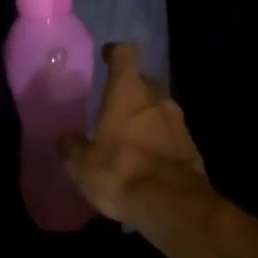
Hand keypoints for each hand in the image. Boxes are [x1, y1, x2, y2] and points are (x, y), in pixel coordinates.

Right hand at [58, 44, 214, 230]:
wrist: (172, 205)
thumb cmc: (120, 173)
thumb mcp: (82, 165)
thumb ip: (72, 148)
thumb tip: (65, 140)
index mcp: (128, 92)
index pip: (125, 54)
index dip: (115, 53)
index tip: (106, 56)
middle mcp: (157, 99)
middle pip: (144, 81)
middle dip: (130, 90)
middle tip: (113, 105)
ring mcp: (179, 122)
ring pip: (159, 108)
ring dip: (146, 116)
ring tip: (129, 135)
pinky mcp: (192, 147)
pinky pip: (171, 134)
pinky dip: (159, 139)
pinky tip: (148, 158)